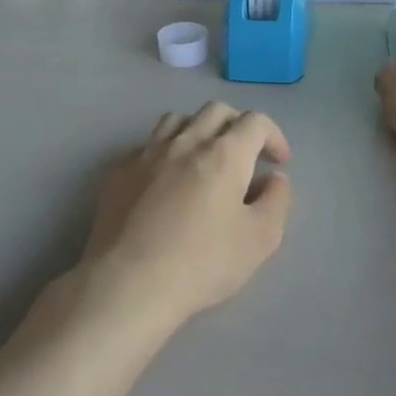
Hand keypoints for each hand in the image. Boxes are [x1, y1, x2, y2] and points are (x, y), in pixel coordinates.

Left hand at [77, 102, 293, 332]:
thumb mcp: (260, 240)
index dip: (274, 136)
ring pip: (177, 120)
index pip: (256, 122)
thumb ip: (276, 201)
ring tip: (204, 159)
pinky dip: (165, 152)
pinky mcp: (117, 172)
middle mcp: (184, 142)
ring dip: (199, 130)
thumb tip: (274, 178)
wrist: (128, 284)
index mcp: (224, 154)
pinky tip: (165, 181)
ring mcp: (146, 154)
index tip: (278, 162)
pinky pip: (146, 146)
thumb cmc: (201, 264)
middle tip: (246, 157)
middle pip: (216, 111)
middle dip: (238, 126)